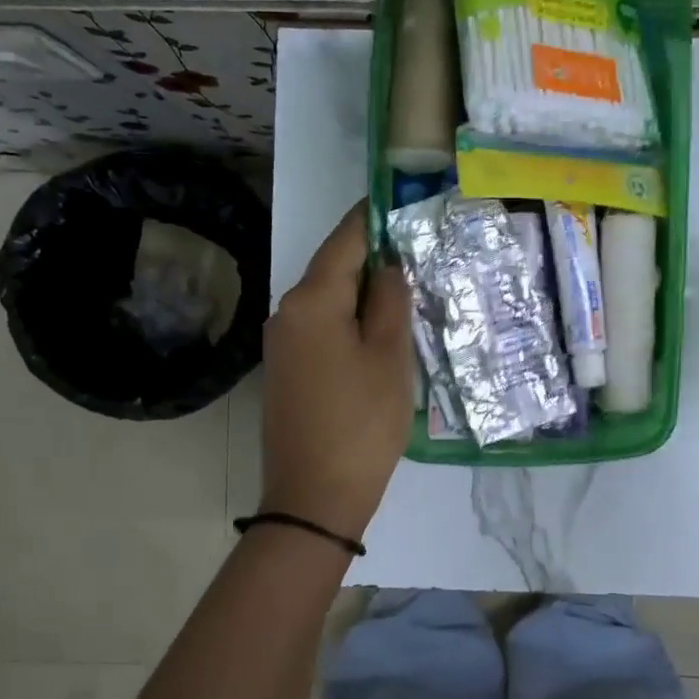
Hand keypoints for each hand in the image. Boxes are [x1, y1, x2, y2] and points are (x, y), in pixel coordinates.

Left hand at [259, 202, 413, 541]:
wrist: (314, 498)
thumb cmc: (362, 423)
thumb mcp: (390, 357)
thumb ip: (391, 301)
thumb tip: (388, 264)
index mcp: (312, 301)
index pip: (345, 240)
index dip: (372, 218)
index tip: (398, 200)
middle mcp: (286, 312)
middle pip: (333, 268)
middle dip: (372, 257)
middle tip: (417, 253)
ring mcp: (281, 343)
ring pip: (327, 300)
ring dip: (362, 292)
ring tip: (406, 292)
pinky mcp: (284, 370)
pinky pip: (319, 327)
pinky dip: (348, 320)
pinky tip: (377, 332)